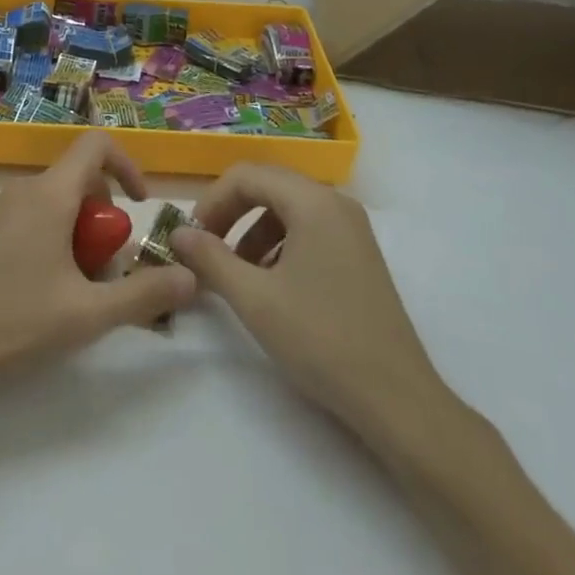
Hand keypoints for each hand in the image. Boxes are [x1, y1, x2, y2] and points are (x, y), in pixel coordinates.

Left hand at [0, 132, 196, 395]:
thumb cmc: (12, 323)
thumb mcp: (87, 315)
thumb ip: (144, 295)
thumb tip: (192, 278)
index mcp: (50, 195)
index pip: (96, 146)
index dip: (126, 165)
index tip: (138, 205)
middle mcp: (21, 190)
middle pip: (75, 181)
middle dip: (100, 217)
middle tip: (103, 269)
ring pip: (48, 203)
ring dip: (72, 232)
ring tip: (70, 289)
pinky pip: (22, 219)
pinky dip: (43, 239)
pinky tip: (31, 293)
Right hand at [171, 164, 447, 434]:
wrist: (397, 400)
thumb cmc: (321, 340)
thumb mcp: (255, 299)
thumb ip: (210, 259)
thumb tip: (177, 233)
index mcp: (312, 201)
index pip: (246, 175)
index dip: (211, 201)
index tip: (191, 237)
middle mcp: (334, 202)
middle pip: (267, 185)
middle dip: (230, 213)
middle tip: (206, 249)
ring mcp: (351, 228)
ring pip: (287, 209)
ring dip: (253, 231)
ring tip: (235, 273)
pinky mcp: (359, 254)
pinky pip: (308, 229)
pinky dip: (279, 245)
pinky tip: (270, 284)